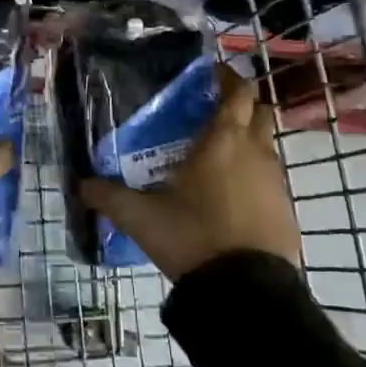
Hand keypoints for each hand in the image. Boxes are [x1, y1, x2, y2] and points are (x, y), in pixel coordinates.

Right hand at [80, 66, 299, 278]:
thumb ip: (107, 196)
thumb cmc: (192, 237)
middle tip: (210, 112)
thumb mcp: (140, 217)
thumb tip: (79, 184)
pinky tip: (229, 194)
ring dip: (248, 141)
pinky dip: (254, 175)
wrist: (247, 293)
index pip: (237, 92)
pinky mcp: (286, 210)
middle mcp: (256, 152)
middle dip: (241, 106)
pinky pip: (271, 178)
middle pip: (260, 112)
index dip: (227, 77)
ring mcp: (276, 182)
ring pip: (267, 145)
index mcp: (223, 141)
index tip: (210, 73)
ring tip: (215, 156)